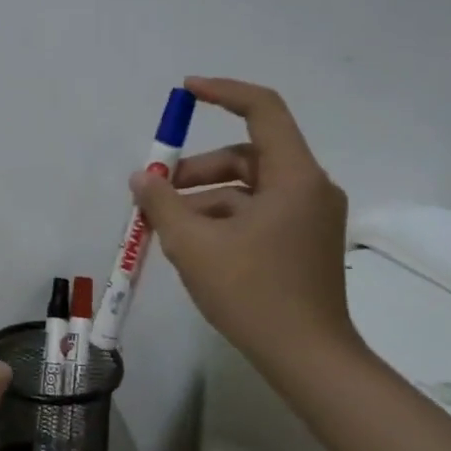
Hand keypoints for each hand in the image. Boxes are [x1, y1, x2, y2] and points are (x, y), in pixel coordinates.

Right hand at [130, 78, 357, 367]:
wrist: (307, 359)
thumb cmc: (252, 293)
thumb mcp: (193, 244)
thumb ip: (162, 203)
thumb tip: (142, 178)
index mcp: (294, 178)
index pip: (263, 110)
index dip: (222, 92)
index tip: (185, 91)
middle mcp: (308, 189)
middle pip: (246, 156)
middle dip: (196, 169)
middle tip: (155, 190)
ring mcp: (308, 218)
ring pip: (246, 189)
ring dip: (203, 199)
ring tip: (165, 227)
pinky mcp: (301, 243)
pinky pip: (255, 214)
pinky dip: (221, 219)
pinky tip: (190, 246)